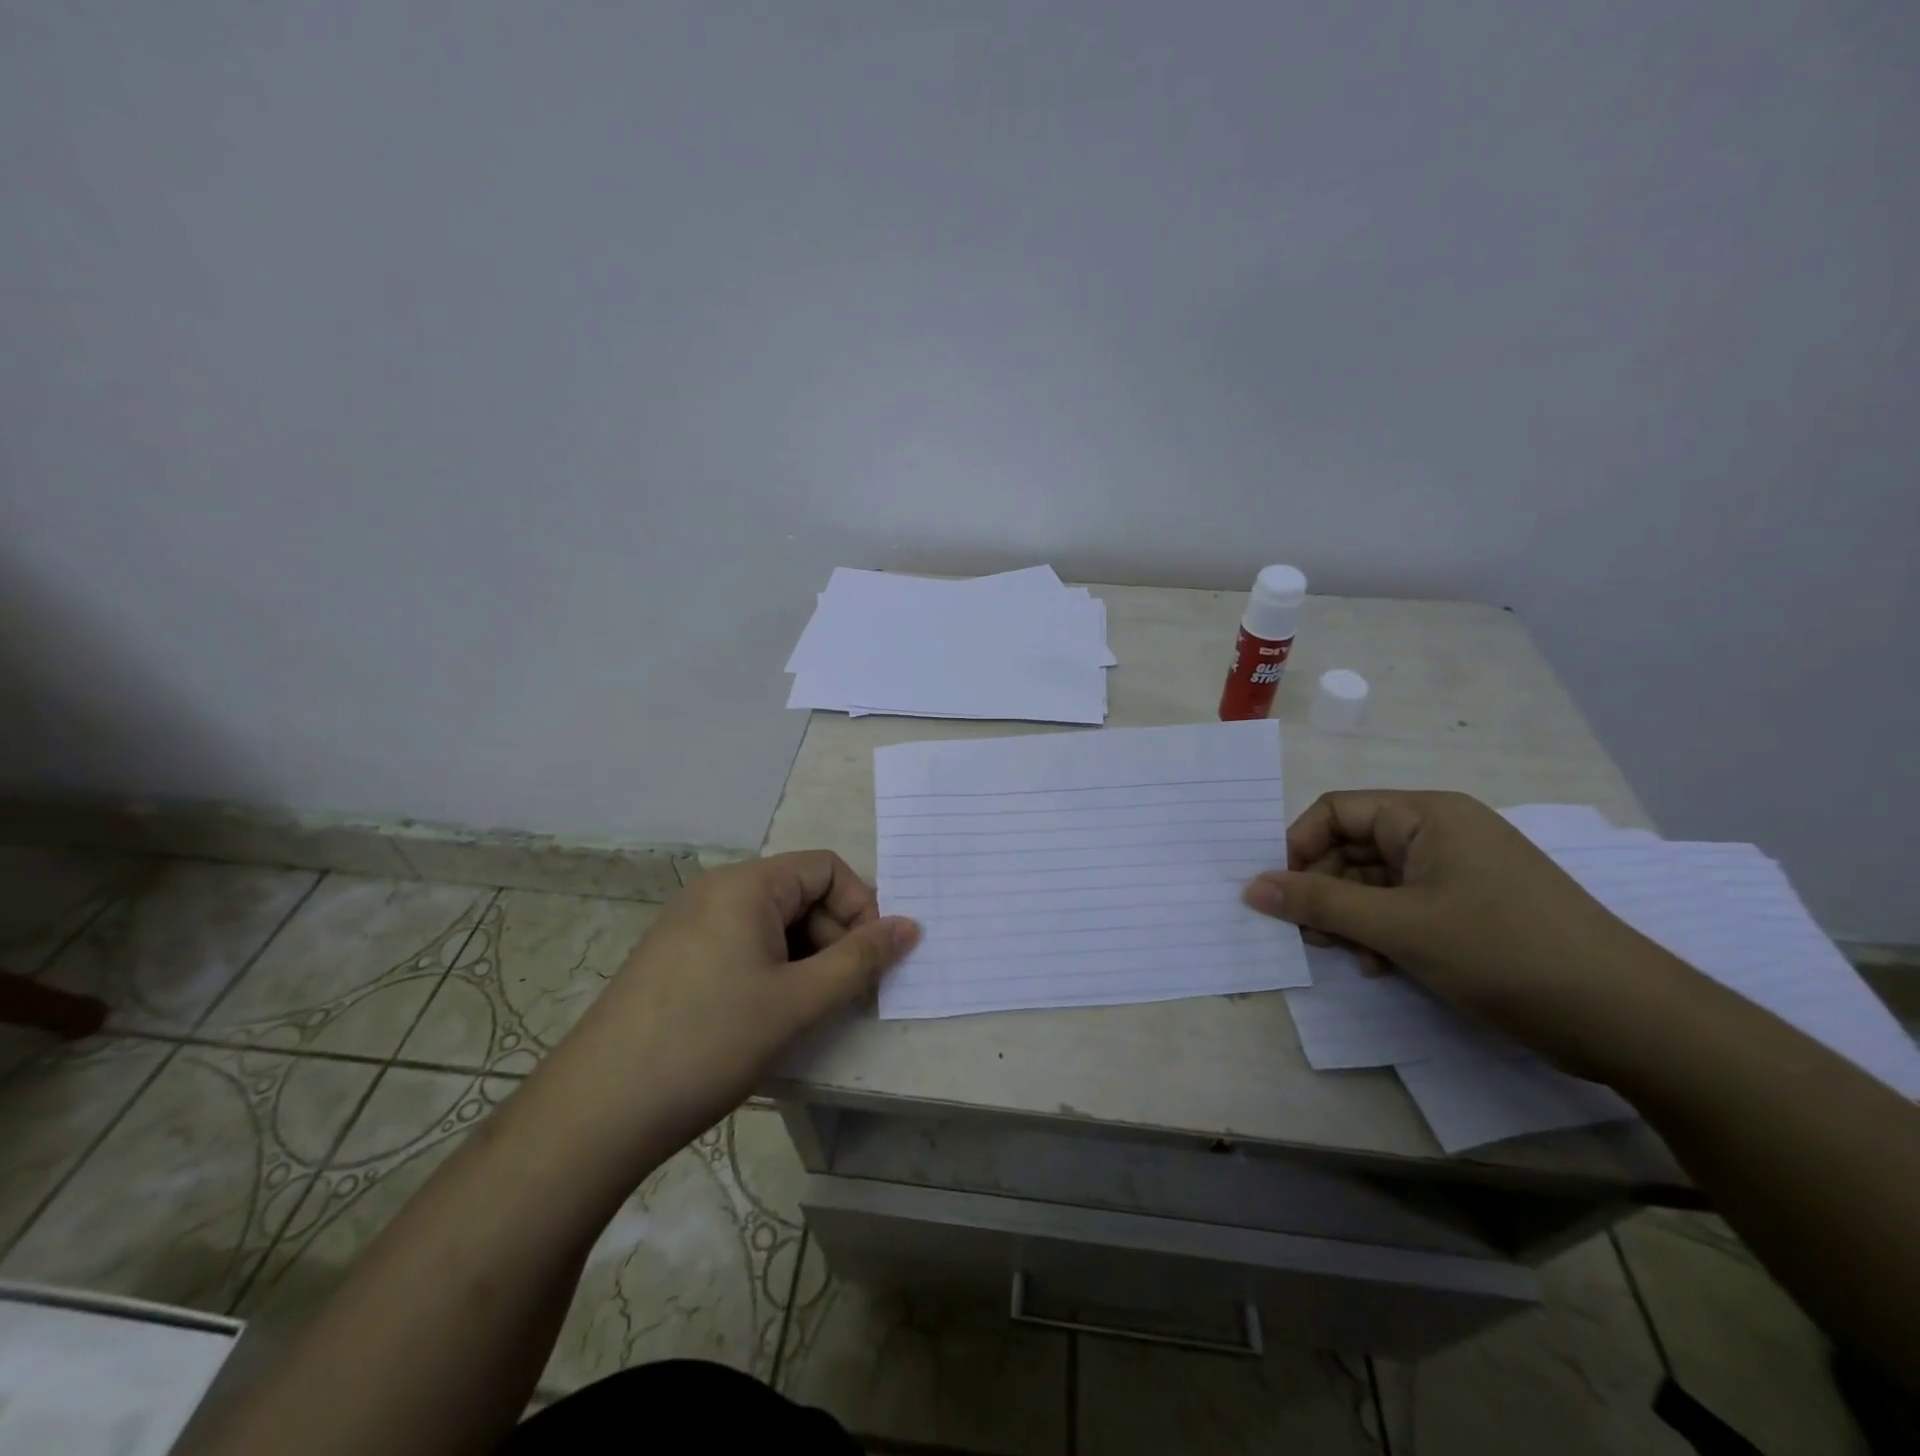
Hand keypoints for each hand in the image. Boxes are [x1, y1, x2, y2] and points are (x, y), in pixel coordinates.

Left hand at [537, 852, 918, 1157]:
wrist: (596, 1112)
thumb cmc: (708, 1042)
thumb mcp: (797, 1002)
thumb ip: (860, 961)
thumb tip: (911, 927)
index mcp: (746, 885)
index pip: (826, 869)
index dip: (860, 908)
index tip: (870, 962)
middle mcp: (716, 892)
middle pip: (800, 894)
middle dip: (833, 939)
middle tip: (842, 997)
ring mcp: (690, 925)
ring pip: (772, 925)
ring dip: (804, 960)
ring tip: (804, 1014)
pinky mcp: (674, 960)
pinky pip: (741, 947)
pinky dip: (770, 972)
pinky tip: (765, 1018)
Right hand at [1243, 790, 1685, 1073]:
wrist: (1630, 1019)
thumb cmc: (1504, 952)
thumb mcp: (1398, 927)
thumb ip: (1318, 903)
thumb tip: (1250, 887)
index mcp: (1426, 814)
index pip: (1334, 811)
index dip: (1298, 849)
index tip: (1282, 896)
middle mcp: (1442, 831)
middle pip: (1353, 846)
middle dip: (1324, 889)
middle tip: (1312, 936)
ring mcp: (1461, 870)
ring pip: (1377, 881)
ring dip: (1351, 916)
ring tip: (1347, 955)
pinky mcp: (1475, 907)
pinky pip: (1406, 905)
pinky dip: (1383, 931)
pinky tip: (1381, 966)